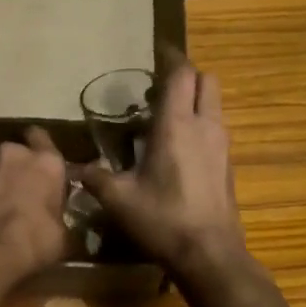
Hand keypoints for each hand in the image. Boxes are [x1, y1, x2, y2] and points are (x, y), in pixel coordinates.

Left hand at [0, 127, 68, 283]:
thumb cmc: (38, 238)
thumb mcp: (63, 236)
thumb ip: (61, 219)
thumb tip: (60, 226)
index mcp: (48, 162)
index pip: (43, 138)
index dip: (42, 148)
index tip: (44, 163)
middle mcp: (16, 154)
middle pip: (16, 148)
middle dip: (17, 162)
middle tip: (22, 182)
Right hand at [71, 52, 245, 283]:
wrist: (210, 254)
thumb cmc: (162, 219)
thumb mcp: (118, 199)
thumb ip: (96, 177)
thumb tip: (77, 169)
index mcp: (176, 124)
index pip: (181, 74)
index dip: (170, 58)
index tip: (156, 52)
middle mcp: (205, 126)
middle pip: (206, 80)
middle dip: (185, 76)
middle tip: (158, 89)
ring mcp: (222, 145)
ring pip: (214, 104)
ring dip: (195, 101)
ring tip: (166, 119)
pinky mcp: (228, 165)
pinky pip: (216, 129)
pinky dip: (201, 125)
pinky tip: (180, 149)